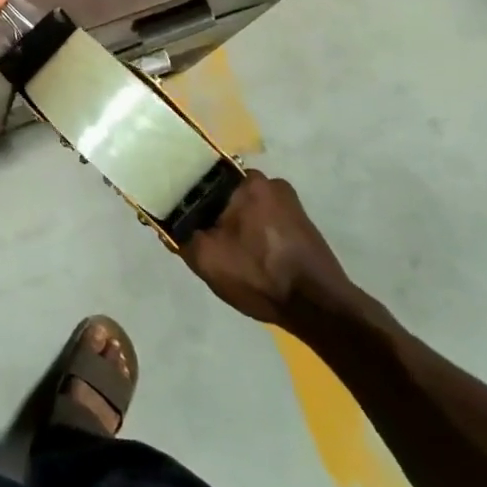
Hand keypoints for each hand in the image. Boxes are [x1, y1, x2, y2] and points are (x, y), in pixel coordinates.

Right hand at [183, 171, 364, 327]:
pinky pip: (265, 220)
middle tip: (203, 240)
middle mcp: (271, 182)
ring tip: (228, 254)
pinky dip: (254, 233)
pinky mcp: (303, 223)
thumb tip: (167, 223)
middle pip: (226, 193)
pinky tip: (251, 259)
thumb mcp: (205, 258)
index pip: (204, 178)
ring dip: (234, 225)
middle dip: (212, 213)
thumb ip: (179, 235)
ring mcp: (290, 203)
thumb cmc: (259, 276)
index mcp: (247, 182)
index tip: (180, 217)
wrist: (319, 308)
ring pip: (246, 207)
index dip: (187, 197)